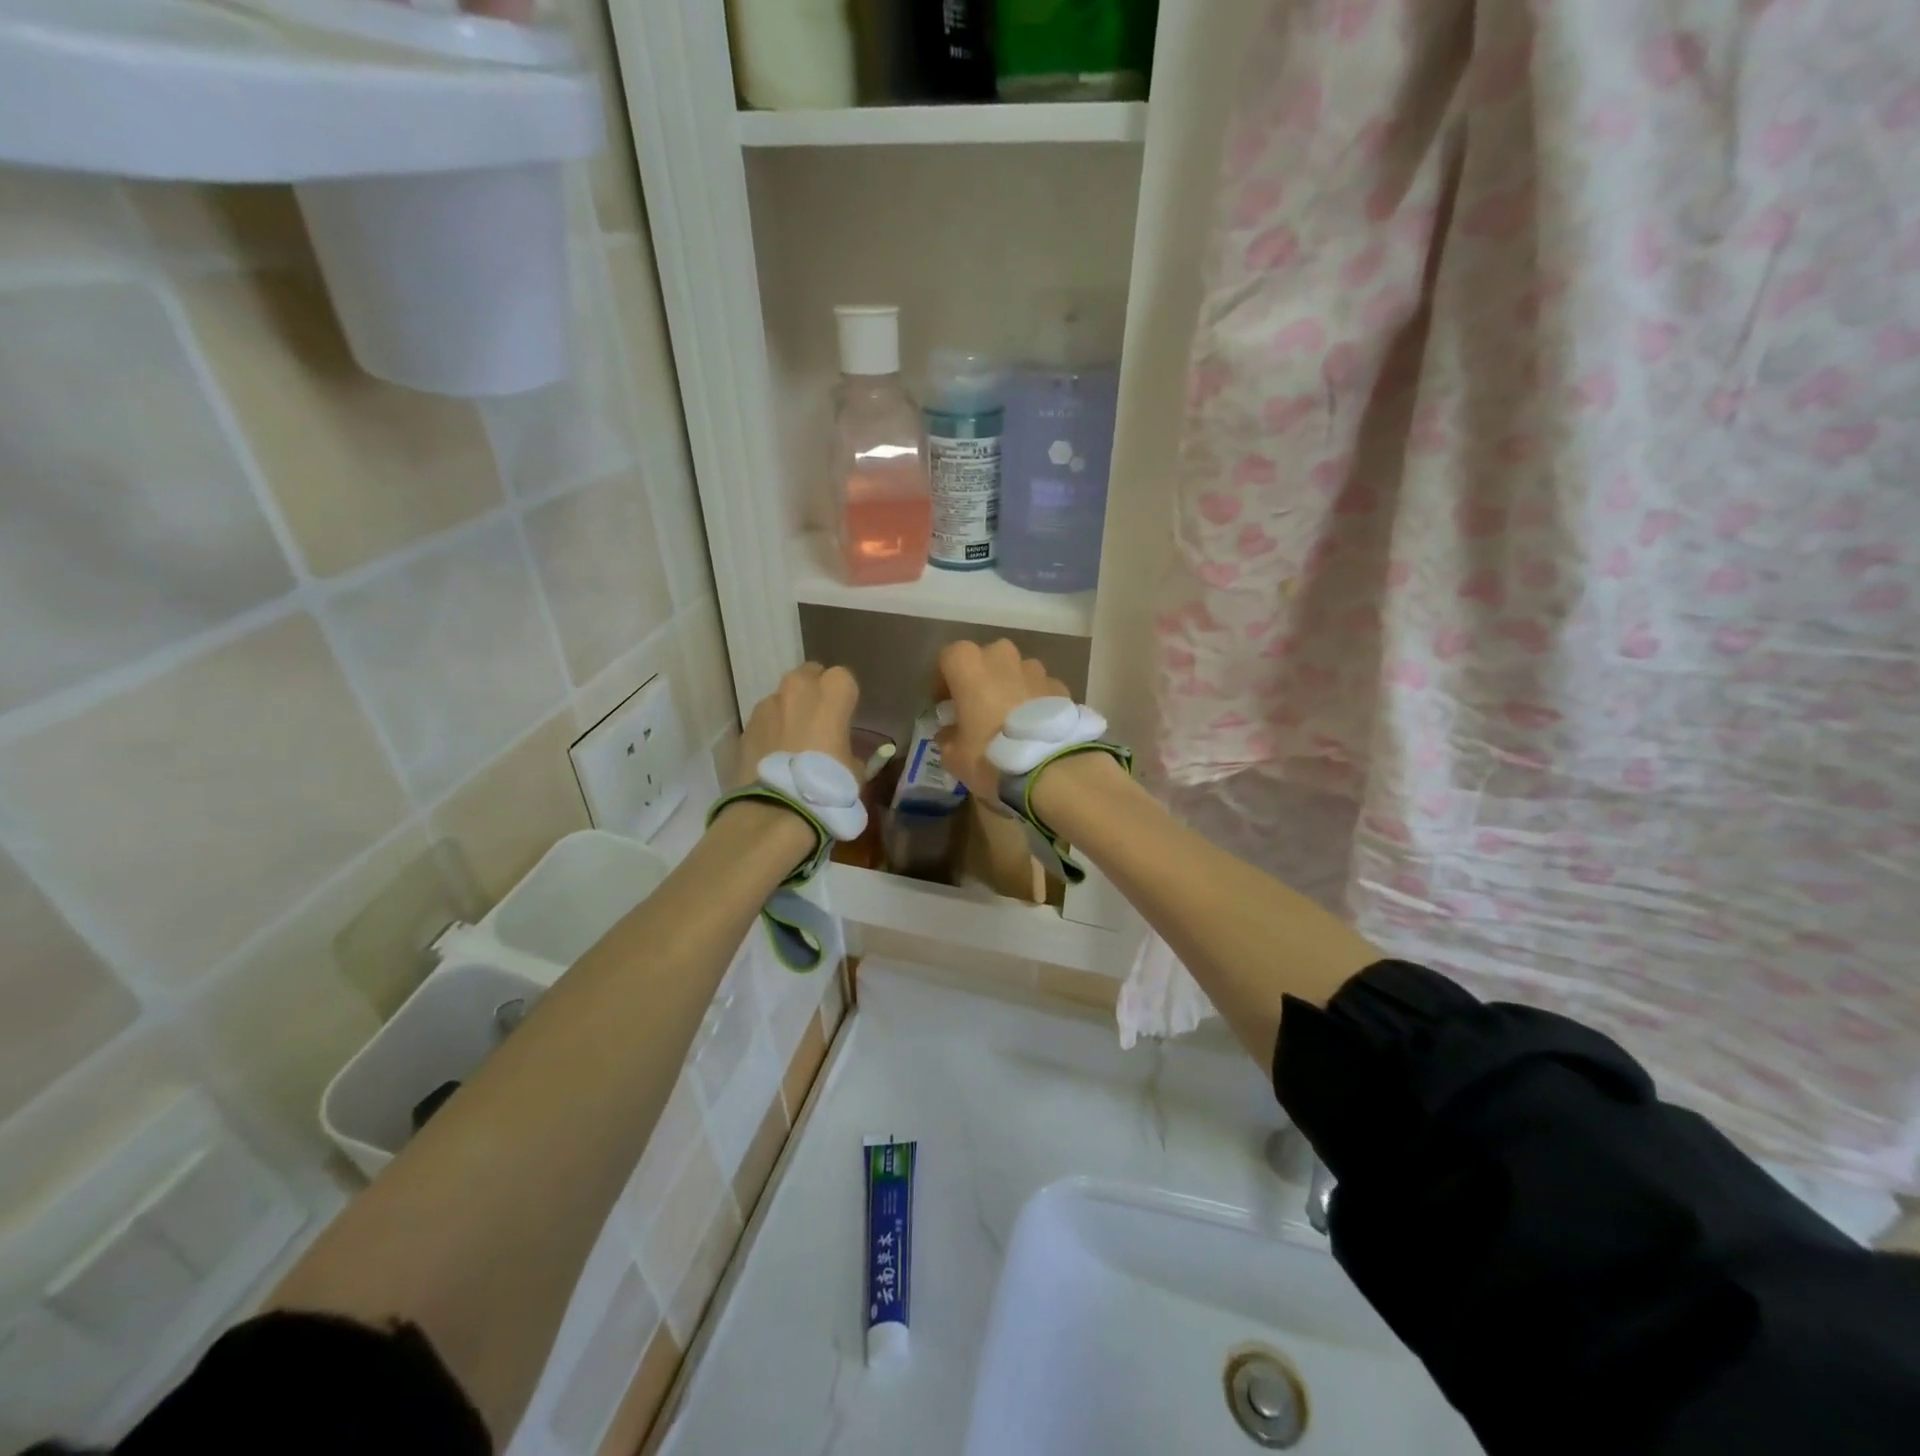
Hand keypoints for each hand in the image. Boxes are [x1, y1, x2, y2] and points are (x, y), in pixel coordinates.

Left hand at [732, 663, 860, 787]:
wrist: (778, 809)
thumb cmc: (829, 784)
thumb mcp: (855, 770)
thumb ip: (848, 751)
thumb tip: (842, 754)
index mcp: (832, 692)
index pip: (843, 679)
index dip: (844, 699)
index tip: (845, 719)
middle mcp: (798, 688)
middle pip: (809, 676)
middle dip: (814, 693)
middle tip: (819, 723)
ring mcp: (767, 704)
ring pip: (783, 698)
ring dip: (789, 712)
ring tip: (793, 744)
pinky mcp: (746, 725)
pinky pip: (764, 720)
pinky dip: (770, 731)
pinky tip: (774, 757)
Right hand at [933, 639, 1070, 799]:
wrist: (1051, 767)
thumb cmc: (991, 755)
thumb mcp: (954, 757)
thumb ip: (948, 738)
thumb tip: (950, 733)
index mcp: (969, 665)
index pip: (948, 658)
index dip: (943, 680)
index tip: (945, 704)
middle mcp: (1002, 656)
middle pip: (986, 660)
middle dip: (980, 680)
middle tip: (978, 709)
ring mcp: (1036, 669)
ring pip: (1016, 671)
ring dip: (1010, 688)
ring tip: (1010, 720)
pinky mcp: (1061, 686)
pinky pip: (1040, 688)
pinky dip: (1035, 702)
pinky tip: (1035, 728)